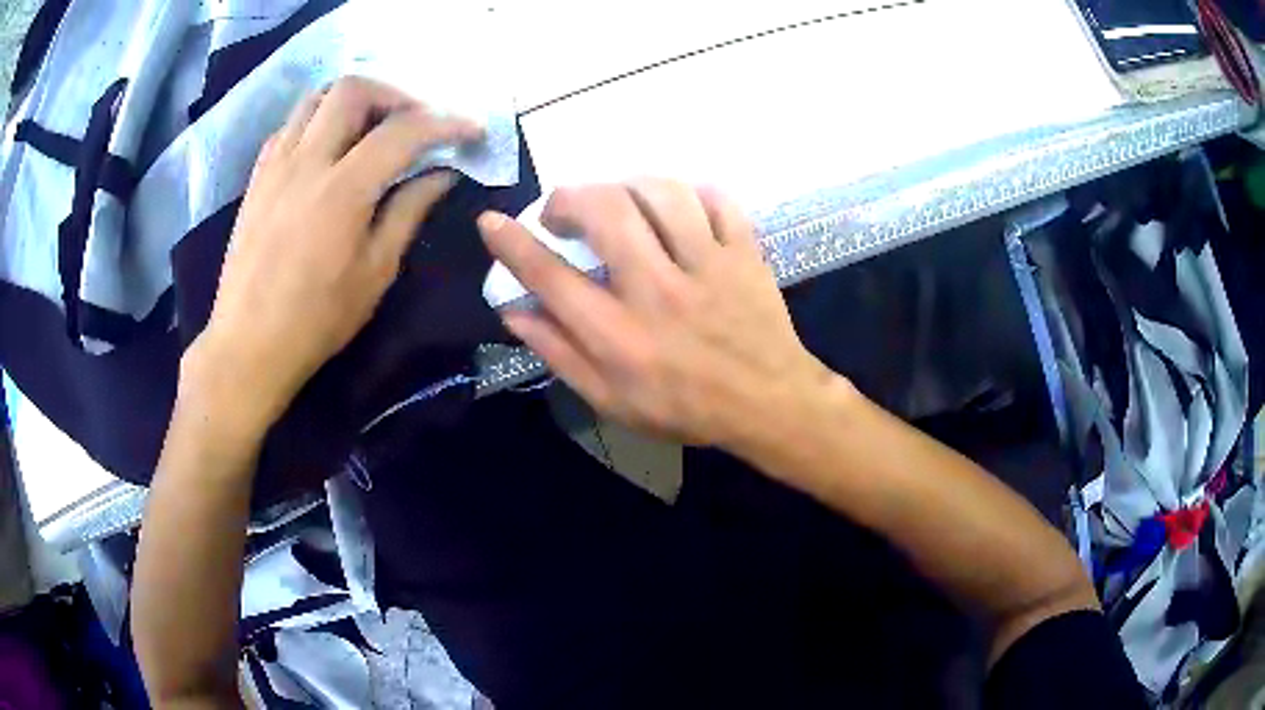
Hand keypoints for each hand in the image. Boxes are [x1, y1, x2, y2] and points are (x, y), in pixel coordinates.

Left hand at [185, 77, 481, 430]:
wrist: (248, 345)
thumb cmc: (316, 319)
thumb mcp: (375, 273)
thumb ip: (408, 212)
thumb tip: (441, 174)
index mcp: (342, 189)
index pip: (403, 131)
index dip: (445, 123)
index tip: (471, 130)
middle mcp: (306, 161)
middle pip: (353, 90)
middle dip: (394, 96)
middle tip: (413, 122)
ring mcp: (275, 165)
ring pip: (316, 97)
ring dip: (352, 101)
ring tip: (371, 126)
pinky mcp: (257, 177)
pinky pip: (290, 126)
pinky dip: (318, 121)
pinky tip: (328, 148)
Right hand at [478, 180, 837, 446]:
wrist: (768, 404)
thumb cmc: (685, 408)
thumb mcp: (611, 400)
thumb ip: (560, 354)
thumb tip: (515, 312)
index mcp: (619, 336)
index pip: (551, 278)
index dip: (512, 244)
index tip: (491, 222)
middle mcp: (658, 291)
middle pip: (606, 212)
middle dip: (570, 198)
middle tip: (564, 212)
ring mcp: (707, 266)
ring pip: (661, 193)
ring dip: (627, 185)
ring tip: (619, 201)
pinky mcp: (744, 253)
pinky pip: (716, 200)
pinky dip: (690, 193)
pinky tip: (677, 207)